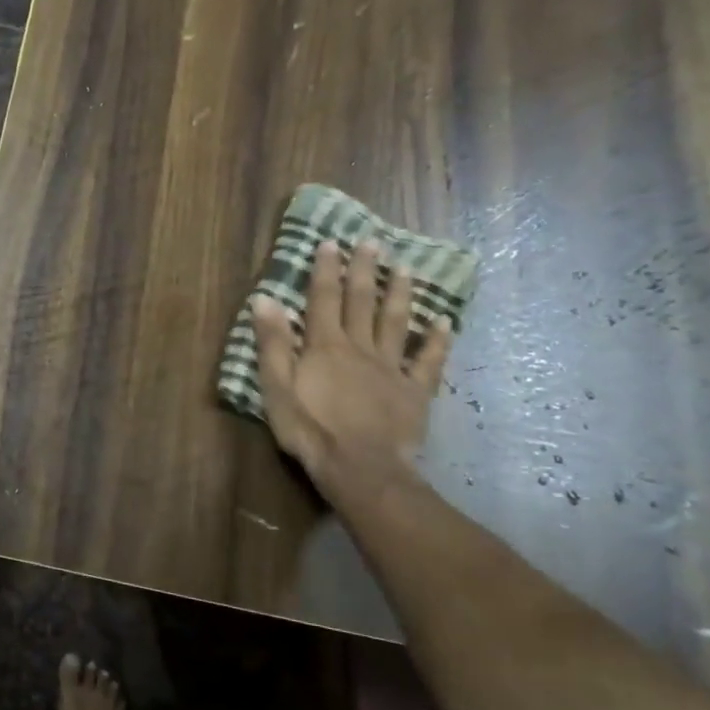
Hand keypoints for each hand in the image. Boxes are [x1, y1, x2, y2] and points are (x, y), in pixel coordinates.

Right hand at [250, 238, 452, 495]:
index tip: (331, 242)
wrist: (360, 467)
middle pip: (362, 301)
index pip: (322, 298)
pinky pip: (428, 361)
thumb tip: (265, 299)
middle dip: (364, 270)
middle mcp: (359, 347)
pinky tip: (444, 322)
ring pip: (396, 322)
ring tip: (405, 268)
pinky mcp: (414, 391)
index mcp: (324, 345)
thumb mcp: (277, 386)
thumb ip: (272, 343)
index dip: (325, 269)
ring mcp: (391, 367)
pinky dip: (437, 340)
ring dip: (400, 293)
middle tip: (371, 242)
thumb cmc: (310, 428)